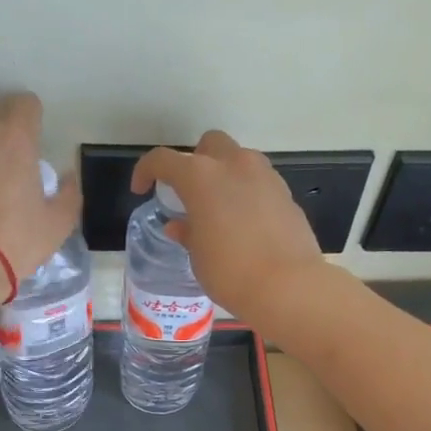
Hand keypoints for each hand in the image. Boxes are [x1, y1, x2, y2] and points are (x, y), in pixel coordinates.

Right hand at [131, 131, 326, 321]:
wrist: (288, 286)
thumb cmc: (230, 272)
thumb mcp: (198, 256)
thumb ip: (187, 232)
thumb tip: (180, 225)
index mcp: (201, 177)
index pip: (163, 160)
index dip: (146, 171)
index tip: (142, 189)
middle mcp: (234, 165)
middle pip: (209, 144)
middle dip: (195, 161)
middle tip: (190, 192)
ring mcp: (265, 176)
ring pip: (239, 159)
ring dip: (225, 174)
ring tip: (220, 207)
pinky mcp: (286, 194)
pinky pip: (260, 182)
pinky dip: (248, 192)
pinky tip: (246, 222)